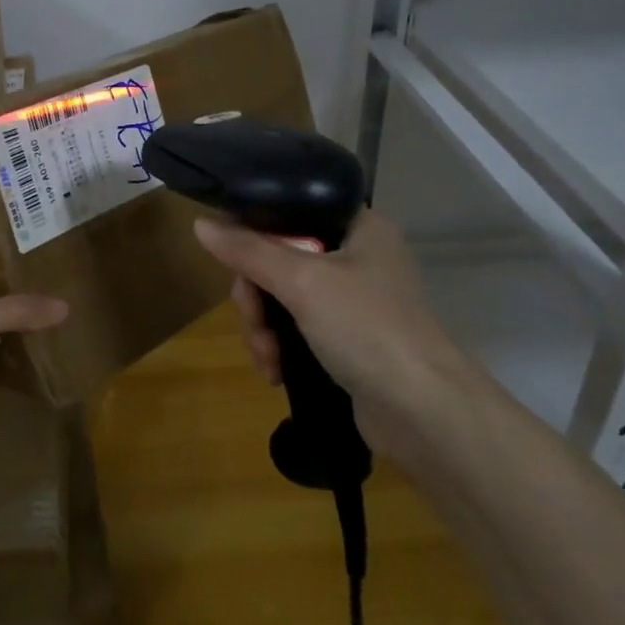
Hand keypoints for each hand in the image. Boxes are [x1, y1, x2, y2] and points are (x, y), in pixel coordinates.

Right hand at [192, 209, 471, 451]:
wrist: (424, 412)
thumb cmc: (366, 327)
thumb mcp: (301, 281)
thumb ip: (248, 251)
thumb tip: (201, 224)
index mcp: (358, 226)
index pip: (290, 212)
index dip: (255, 234)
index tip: (234, 261)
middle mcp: (358, 256)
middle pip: (279, 259)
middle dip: (257, 297)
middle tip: (254, 321)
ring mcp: (354, 301)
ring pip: (284, 298)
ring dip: (264, 329)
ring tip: (267, 359)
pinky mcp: (349, 339)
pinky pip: (298, 329)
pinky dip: (281, 347)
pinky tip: (276, 372)